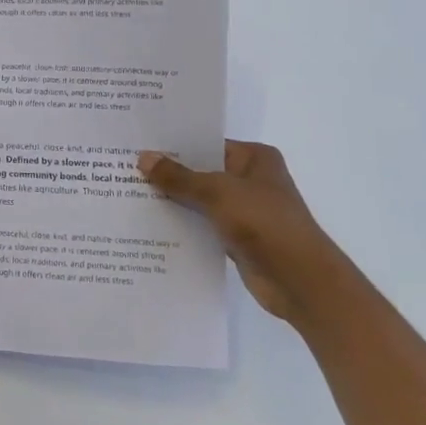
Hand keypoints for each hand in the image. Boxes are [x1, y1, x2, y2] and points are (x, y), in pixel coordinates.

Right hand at [137, 141, 345, 323]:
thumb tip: (143, 158)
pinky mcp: (237, 237)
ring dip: (173, 200)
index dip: (174, 144)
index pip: (206, 143)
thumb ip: (178, 177)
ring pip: (200, 199)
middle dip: (168, 173)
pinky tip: (150, 223)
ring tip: (129, 193)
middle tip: (125, 167)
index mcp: (254, 158)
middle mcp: (250, 180)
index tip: (138, 144)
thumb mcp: (217, 192)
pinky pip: (202, 224)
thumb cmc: (264, 223)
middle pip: (201, 171)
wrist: (300, 281)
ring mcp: (245, 210)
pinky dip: (182, 224)